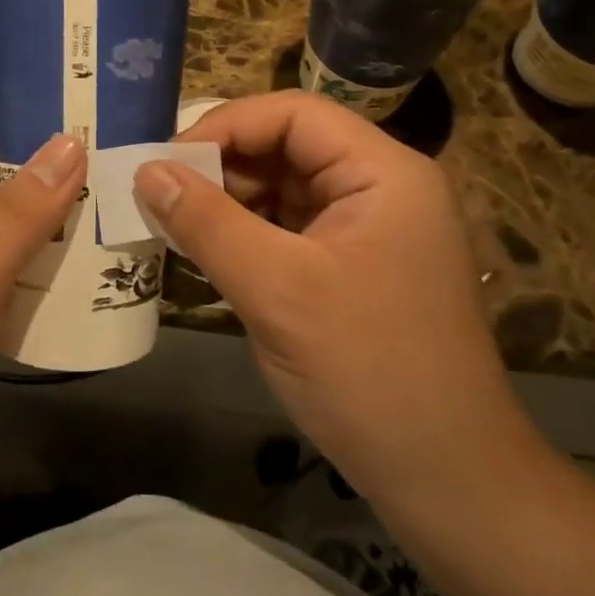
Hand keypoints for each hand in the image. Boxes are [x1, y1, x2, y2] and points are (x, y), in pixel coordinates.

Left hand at [0, 73, 84, 463]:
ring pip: (12, 206)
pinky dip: (52, 248)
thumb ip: (20, 210)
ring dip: (59, 197)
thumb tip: (72, 139)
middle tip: (115, 138)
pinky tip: (92, 263)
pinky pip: (17, 255)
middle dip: (48, 138)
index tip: (55, 78)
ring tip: (119, 193)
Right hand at [134, 91, 540, 507]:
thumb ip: (207, 222)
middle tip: (161, 196)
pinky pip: (289, 230)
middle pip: (288, 147)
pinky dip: (245, 235)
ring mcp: (369, 230)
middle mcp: (380, 188)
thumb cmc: (369, 372)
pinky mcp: (352, 268)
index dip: (226, 126)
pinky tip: (206, 254)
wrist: (448, 482)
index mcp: (382, 172)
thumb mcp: (277, 290)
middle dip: (222, 167)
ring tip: (174, 225)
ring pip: (283, 189)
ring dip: (228, 202)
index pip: (294, 114)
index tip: (167, 161)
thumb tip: (146, 170)